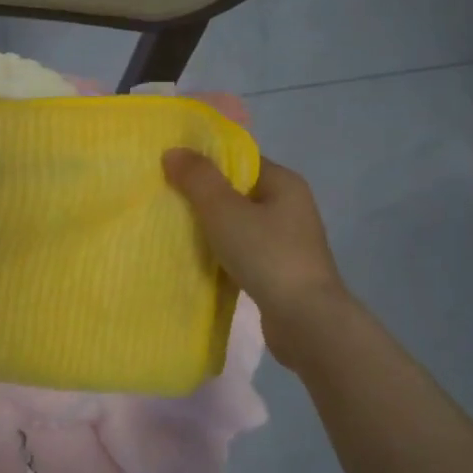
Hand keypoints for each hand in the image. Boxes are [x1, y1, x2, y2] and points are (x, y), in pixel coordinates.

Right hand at [163, 150, 349, 369]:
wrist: (305, 320)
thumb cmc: (266, 255)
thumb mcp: (224, 210)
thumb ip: (197, 178)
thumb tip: (173, 151)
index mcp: (285, 183)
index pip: (240, 161)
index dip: (206, 163)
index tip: (172, 171)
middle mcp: (291, 207)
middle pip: (238, 192)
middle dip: (204, 197)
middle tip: (166, 201)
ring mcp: (288, 242)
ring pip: (239, 225)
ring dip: (211, 229)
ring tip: (175, 232)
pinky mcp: (281, 272)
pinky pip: (243, 252)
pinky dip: (222, 254)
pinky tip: (198, 261)